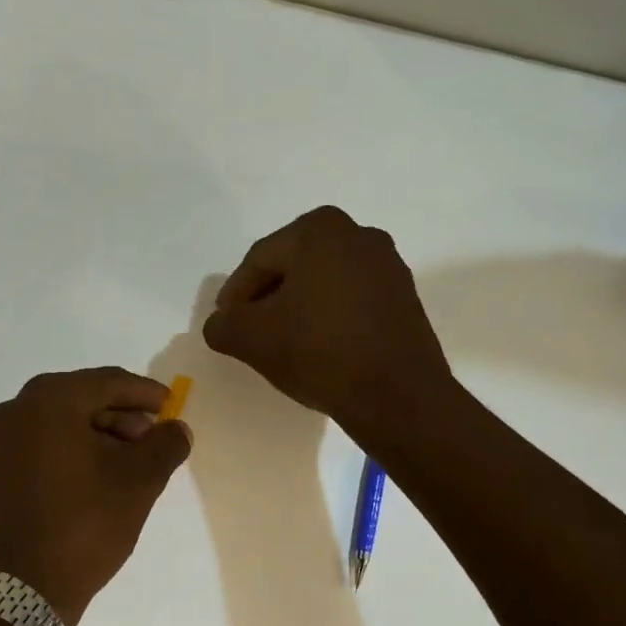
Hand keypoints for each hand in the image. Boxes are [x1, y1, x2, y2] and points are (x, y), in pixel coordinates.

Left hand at [0, 368, 192, 623]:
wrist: (18, 590)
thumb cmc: (83, 525)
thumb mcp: (138, 483)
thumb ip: (165, 445)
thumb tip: (176, 429)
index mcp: (49, 401)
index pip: (108, 381)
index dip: (145, 393)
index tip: (173, 407)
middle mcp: (17, 408)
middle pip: (83, 397)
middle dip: (123, 414)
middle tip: (154, 438)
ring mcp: (1, 439)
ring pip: (62, 420)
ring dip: (100, 432)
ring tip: (132, 461)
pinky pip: (43, 441)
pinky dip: (75, 447)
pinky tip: (100, 473)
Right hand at [203, 206, 454, 437]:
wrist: (397, 395)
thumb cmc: (318, 351)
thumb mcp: (252, 339)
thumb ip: (223, 325)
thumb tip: (220, 325)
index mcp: (319, 230)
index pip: (259, 260)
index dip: (235, 295)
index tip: (225, 324)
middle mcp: (359, 235)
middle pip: (293, 267)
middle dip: (267, 298)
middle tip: (249, 332)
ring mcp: (388, 265)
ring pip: (323, 283)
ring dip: (297, 308)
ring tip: (282, 343)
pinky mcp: (405, 298)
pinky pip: (351, 299)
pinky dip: (328, 317)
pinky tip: (317, 347)